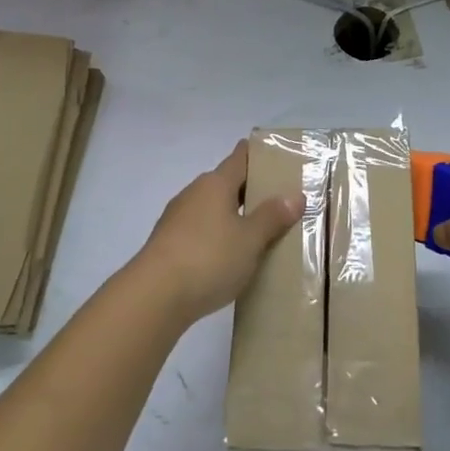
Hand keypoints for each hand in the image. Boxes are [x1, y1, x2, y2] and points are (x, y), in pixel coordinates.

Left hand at [133, 141, 305, 324]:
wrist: (154, 296)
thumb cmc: (209, 258)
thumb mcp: (250, 239)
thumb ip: (273, 216)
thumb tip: (295, 195)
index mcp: (215, 183)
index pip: (241, 157)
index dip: (260, 154)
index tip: (280, 158)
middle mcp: (194, 193)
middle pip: (228, 183)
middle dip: (252, 190)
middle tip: (282, 202)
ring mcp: (177, 218)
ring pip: (214, 209)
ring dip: (235, 216)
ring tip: (261, 233)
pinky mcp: (168, 244)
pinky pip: (202, 231)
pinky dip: (218, 237)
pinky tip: (231, 257)